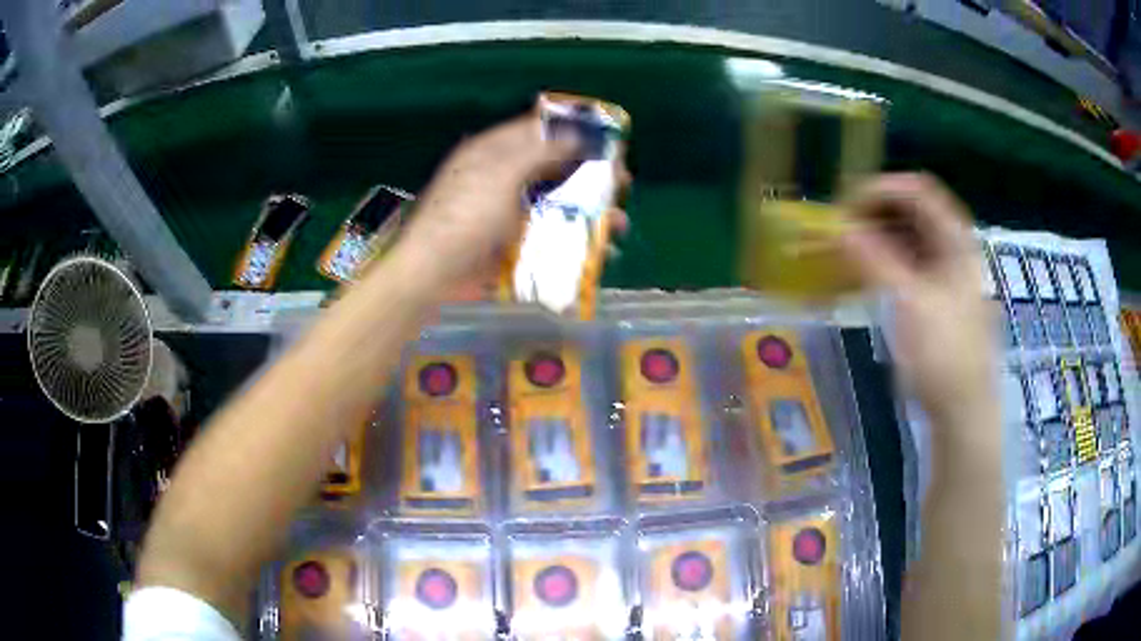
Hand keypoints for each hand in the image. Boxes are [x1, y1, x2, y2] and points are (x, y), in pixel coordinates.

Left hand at [401, 111, 628, 293]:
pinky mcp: (513, 242)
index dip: (574, 131)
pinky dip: (573, 241)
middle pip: (554, 168)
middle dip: (589, 175)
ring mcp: (509, 211)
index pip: (539, 130)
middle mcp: (504, 177)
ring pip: (557, 204)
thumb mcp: (502, 175)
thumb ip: (540, 152)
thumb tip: (577, 134)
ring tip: (619, 224)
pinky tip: (598, 250)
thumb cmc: (464, 217)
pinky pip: (550, 235)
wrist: (434, 274)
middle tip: (622, 184)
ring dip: (589, 212)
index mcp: (495, 152)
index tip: (608, 141)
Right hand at [840, 173, 995, 424]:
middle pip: (913, 210)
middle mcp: (954, 249)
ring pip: (910, 237)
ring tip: (848, 248)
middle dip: (875, 212)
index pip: (918, 190)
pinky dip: (886, 260)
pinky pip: (909, 264)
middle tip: (841, 228)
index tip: (846, 206)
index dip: (881, 189)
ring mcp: (947, 273)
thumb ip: (875, 259)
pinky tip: (866, 272)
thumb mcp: (909, 304)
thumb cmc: (943, 355)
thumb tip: (839, 227)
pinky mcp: (938, 297)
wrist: (963, 411)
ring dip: (878, 236)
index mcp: (956, 241)